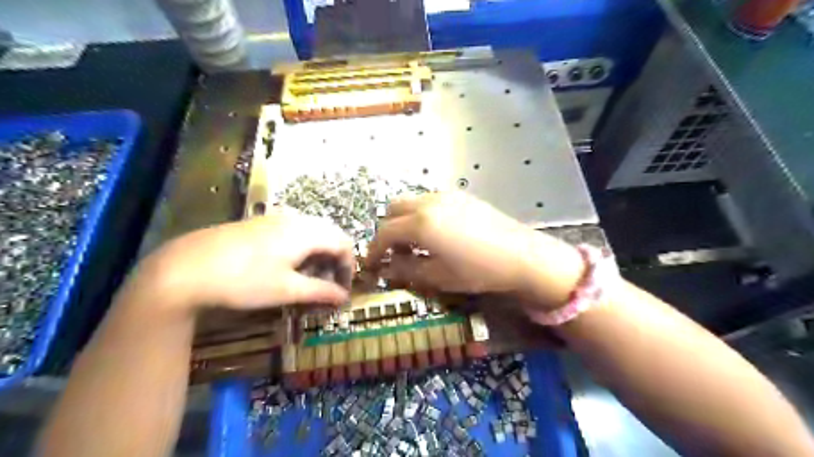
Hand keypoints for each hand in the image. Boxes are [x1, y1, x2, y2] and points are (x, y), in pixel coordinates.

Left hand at [136, 211, 352, 311]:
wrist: (185, 268)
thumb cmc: (244, 281)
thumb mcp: (286, 290)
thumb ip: (320, 291)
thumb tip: (344, 297)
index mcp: (306, 232)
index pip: (343, 243)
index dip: (349, 266)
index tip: (342, 289)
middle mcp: (295, 219)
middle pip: (329, 233)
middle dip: (335, 258)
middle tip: (328, 282)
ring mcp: (274, 218)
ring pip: (311, 230)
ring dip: (318, 252)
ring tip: (309, 275)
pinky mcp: (258, 223)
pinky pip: (292, 230)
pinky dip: (301, 246)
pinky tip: (286, 264)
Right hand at [365, 192, 587, 310]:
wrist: (522, 255)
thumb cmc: (478, 270)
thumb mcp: (438, 276)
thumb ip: (406, 269)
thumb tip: (386, 267)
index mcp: (420, 224)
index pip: (384, 233)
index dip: (373, 250)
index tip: (371, 265)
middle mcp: (429, 202)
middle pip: (393, 209)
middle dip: (387, 230)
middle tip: (394, 252)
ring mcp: (446, 195)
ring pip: (411, 201)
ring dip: (404, 220)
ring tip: (416, 243)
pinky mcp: (461, 195)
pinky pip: (429, 200)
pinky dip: (421, 214)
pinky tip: (436, 232)